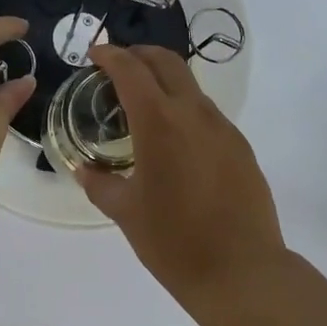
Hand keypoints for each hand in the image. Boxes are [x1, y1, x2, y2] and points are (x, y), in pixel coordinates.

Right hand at [78, 43, 285, 301]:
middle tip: (117, 67)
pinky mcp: (240, 146)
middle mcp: (193, 112)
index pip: (130, 69)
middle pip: (166, 61)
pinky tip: (174, 142)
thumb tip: (84, 169)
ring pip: (189, 85)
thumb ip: (100, 183)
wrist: (242, 271)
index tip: (94, 54)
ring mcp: (222, 127)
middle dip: (139, 54)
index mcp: (159, 121)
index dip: (110, 54)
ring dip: (163, 82)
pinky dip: (184, 109)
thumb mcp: (126, 212)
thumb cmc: (174, 241)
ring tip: (142, 108)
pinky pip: (206, 113)